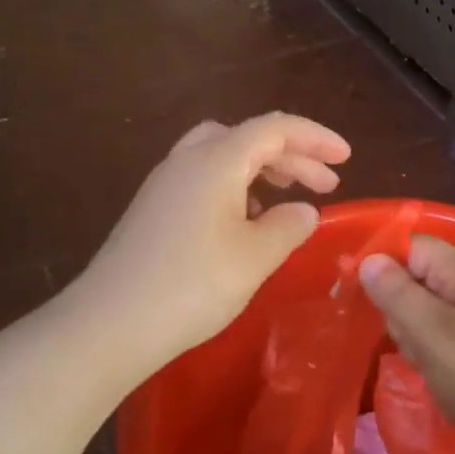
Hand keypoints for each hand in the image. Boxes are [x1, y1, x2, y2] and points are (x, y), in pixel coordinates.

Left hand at [74, 113, 349, 385]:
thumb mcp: (255, 257)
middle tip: (327, 183)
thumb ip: (288, 225)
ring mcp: (165, 182)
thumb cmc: (191, 286)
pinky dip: (236, 185)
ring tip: (287, 198)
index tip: (347, 157)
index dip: (316, 137)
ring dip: (262, 167)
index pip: (276, 129)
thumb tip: (303, 210)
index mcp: (217, 160)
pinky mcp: (153, 208)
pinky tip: (245, 221)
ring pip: (223, 154)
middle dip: (293, 155)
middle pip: (249, 137)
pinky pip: (204, 177)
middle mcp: (188, 159)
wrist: (108, 325)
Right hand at [358, 237, 454, 453]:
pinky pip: (442, 336)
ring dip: (415, 336)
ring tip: (428, 365)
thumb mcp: (430, 331)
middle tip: (413, 342)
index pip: (413, 246)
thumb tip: (368, 259)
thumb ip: (395, 292)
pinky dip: (431, 354)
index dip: (383, 265)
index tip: (360, 298)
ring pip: (426, 311)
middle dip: (401, 309)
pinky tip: (437, 376)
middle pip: (417, 278)